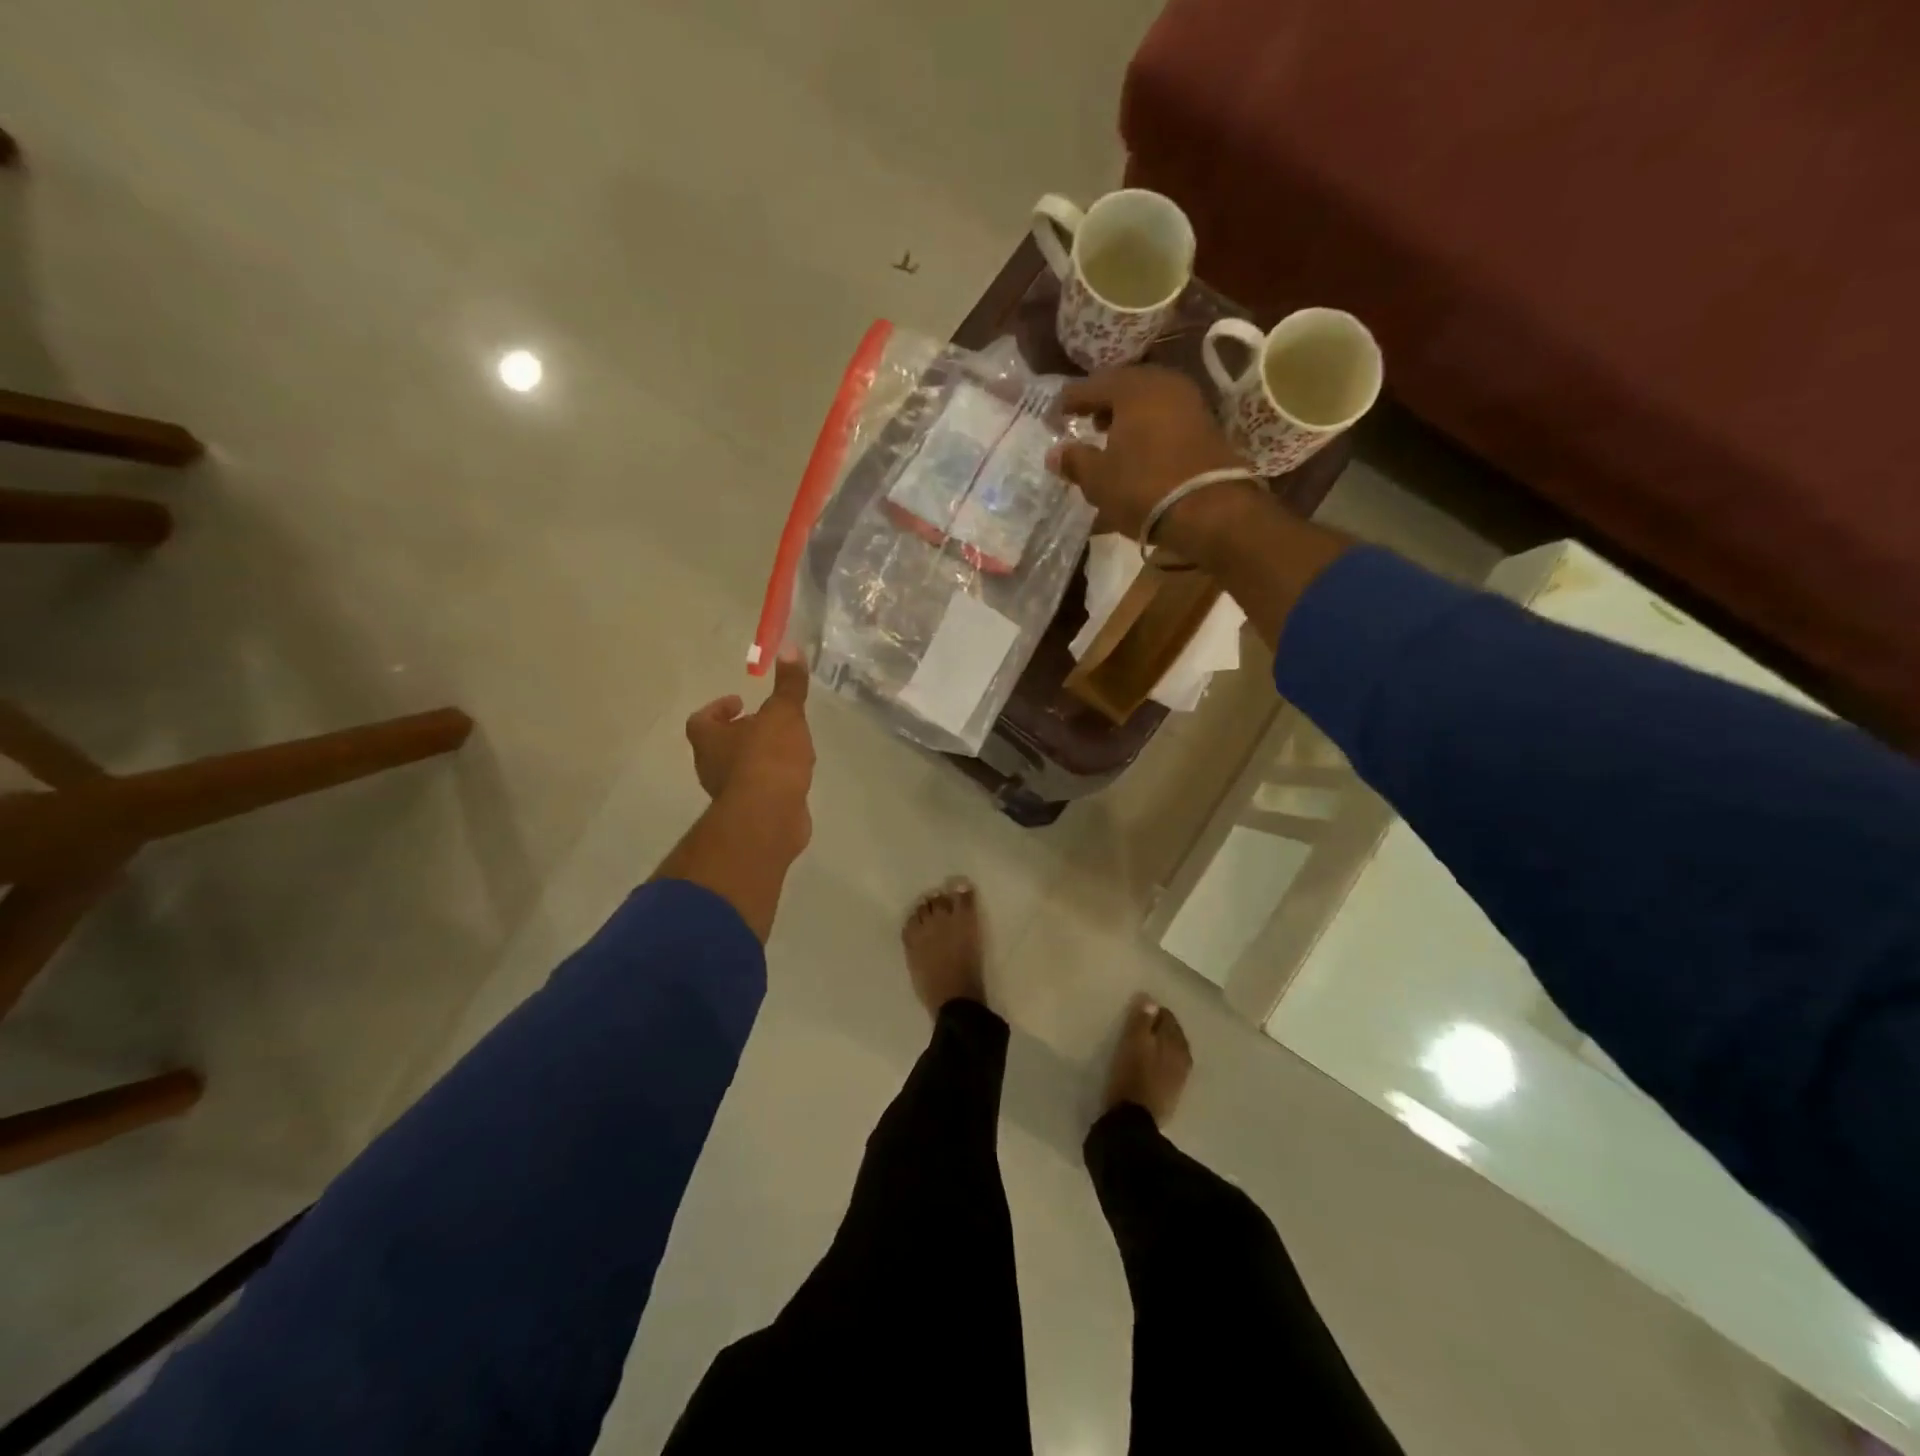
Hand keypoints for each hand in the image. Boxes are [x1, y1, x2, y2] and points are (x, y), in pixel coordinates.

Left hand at [685, 652, 814, 846]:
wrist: (770, 817)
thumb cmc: (768, 758)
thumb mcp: (784, 714)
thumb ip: (789, 684)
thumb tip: (790, 646)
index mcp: (709, 740)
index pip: (701, 720)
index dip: (719, 708)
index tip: (740, 701)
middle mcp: (711, 766)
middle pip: (720, 744)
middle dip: (742, 732)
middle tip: (766, 722)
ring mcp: (729, 793)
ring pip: (740, 769)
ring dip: (758, 757)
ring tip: (787, 747)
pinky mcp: (750, 813)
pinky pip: (759, 790)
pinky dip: (773, 780)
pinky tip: (795, 775)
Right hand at [1050, 366, 1257, 562]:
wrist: (1210, 510)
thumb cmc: (1144, 488)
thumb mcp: (1098, 479)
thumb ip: (1074, 461)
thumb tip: (1055, 453)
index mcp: (1132, 387)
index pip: (1091, 386)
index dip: (1069, 401)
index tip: (1053, 415)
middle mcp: (1163, 384)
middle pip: (1123, 387)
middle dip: (1101, 404)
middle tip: (1084, 422)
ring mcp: (1190, 402)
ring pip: (1147, 402)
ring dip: (1126, 417)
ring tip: (1110, 439)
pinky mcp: (1206, 426)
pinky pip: (1166, 418)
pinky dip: (1147, 429)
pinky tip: (1138, 450)